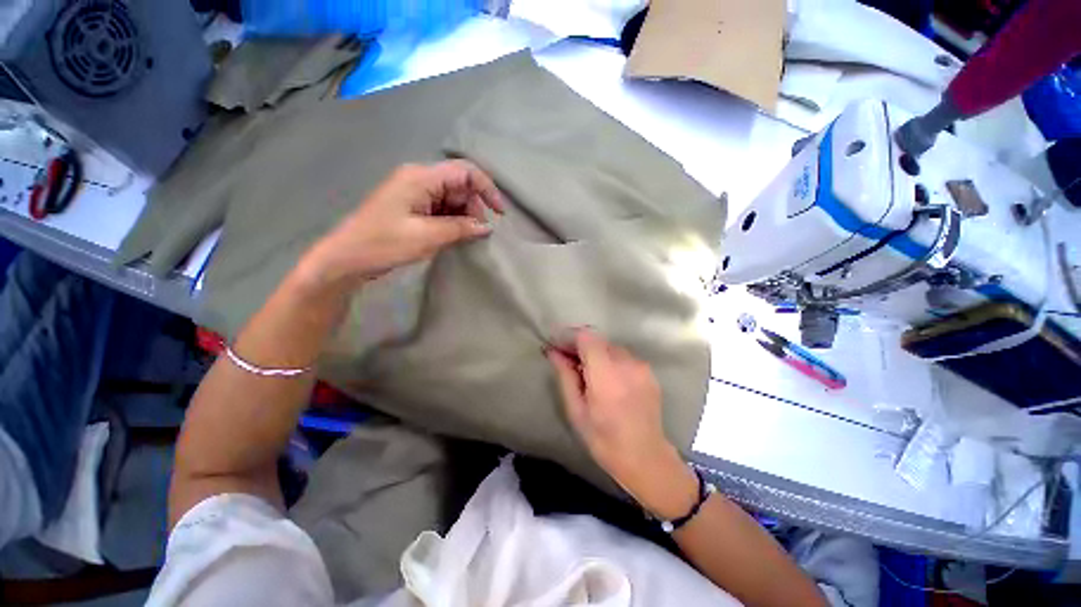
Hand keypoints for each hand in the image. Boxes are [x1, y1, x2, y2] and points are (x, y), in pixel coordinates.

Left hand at [298, 160, 504, 292]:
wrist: (347, 258)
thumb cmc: (383, 244)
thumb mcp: (427, 237)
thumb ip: (460, 228)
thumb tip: (487, 227)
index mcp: (421, 177)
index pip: (465, 171)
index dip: (487, 189)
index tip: (500, 213)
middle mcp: (419, 178)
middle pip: (460, 185)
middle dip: (474, 207)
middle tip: (476, 233)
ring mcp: (415, 192)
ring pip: (452, 198)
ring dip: (463, 216)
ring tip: (462, 238)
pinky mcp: (413, 206)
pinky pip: (441, 208)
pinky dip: (452, 221)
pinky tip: (451, 236)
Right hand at [547, 329, 698, 518]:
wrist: (645, 457)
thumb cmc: (604, 439)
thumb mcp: (576, 410)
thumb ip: (565, 376)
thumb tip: (553, 352)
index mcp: (606, 374)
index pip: (587, 337)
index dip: (570, 337)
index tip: (558, 346)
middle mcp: (627, 363)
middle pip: (598, 340)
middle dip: (580, 346)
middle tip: (568, 362)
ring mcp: (641, 366)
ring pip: (611, 347)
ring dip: (596, 354)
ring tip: (588, 374)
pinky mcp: (649, 372)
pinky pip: (624, 357)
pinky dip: (611, 361)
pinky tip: (608, 381)